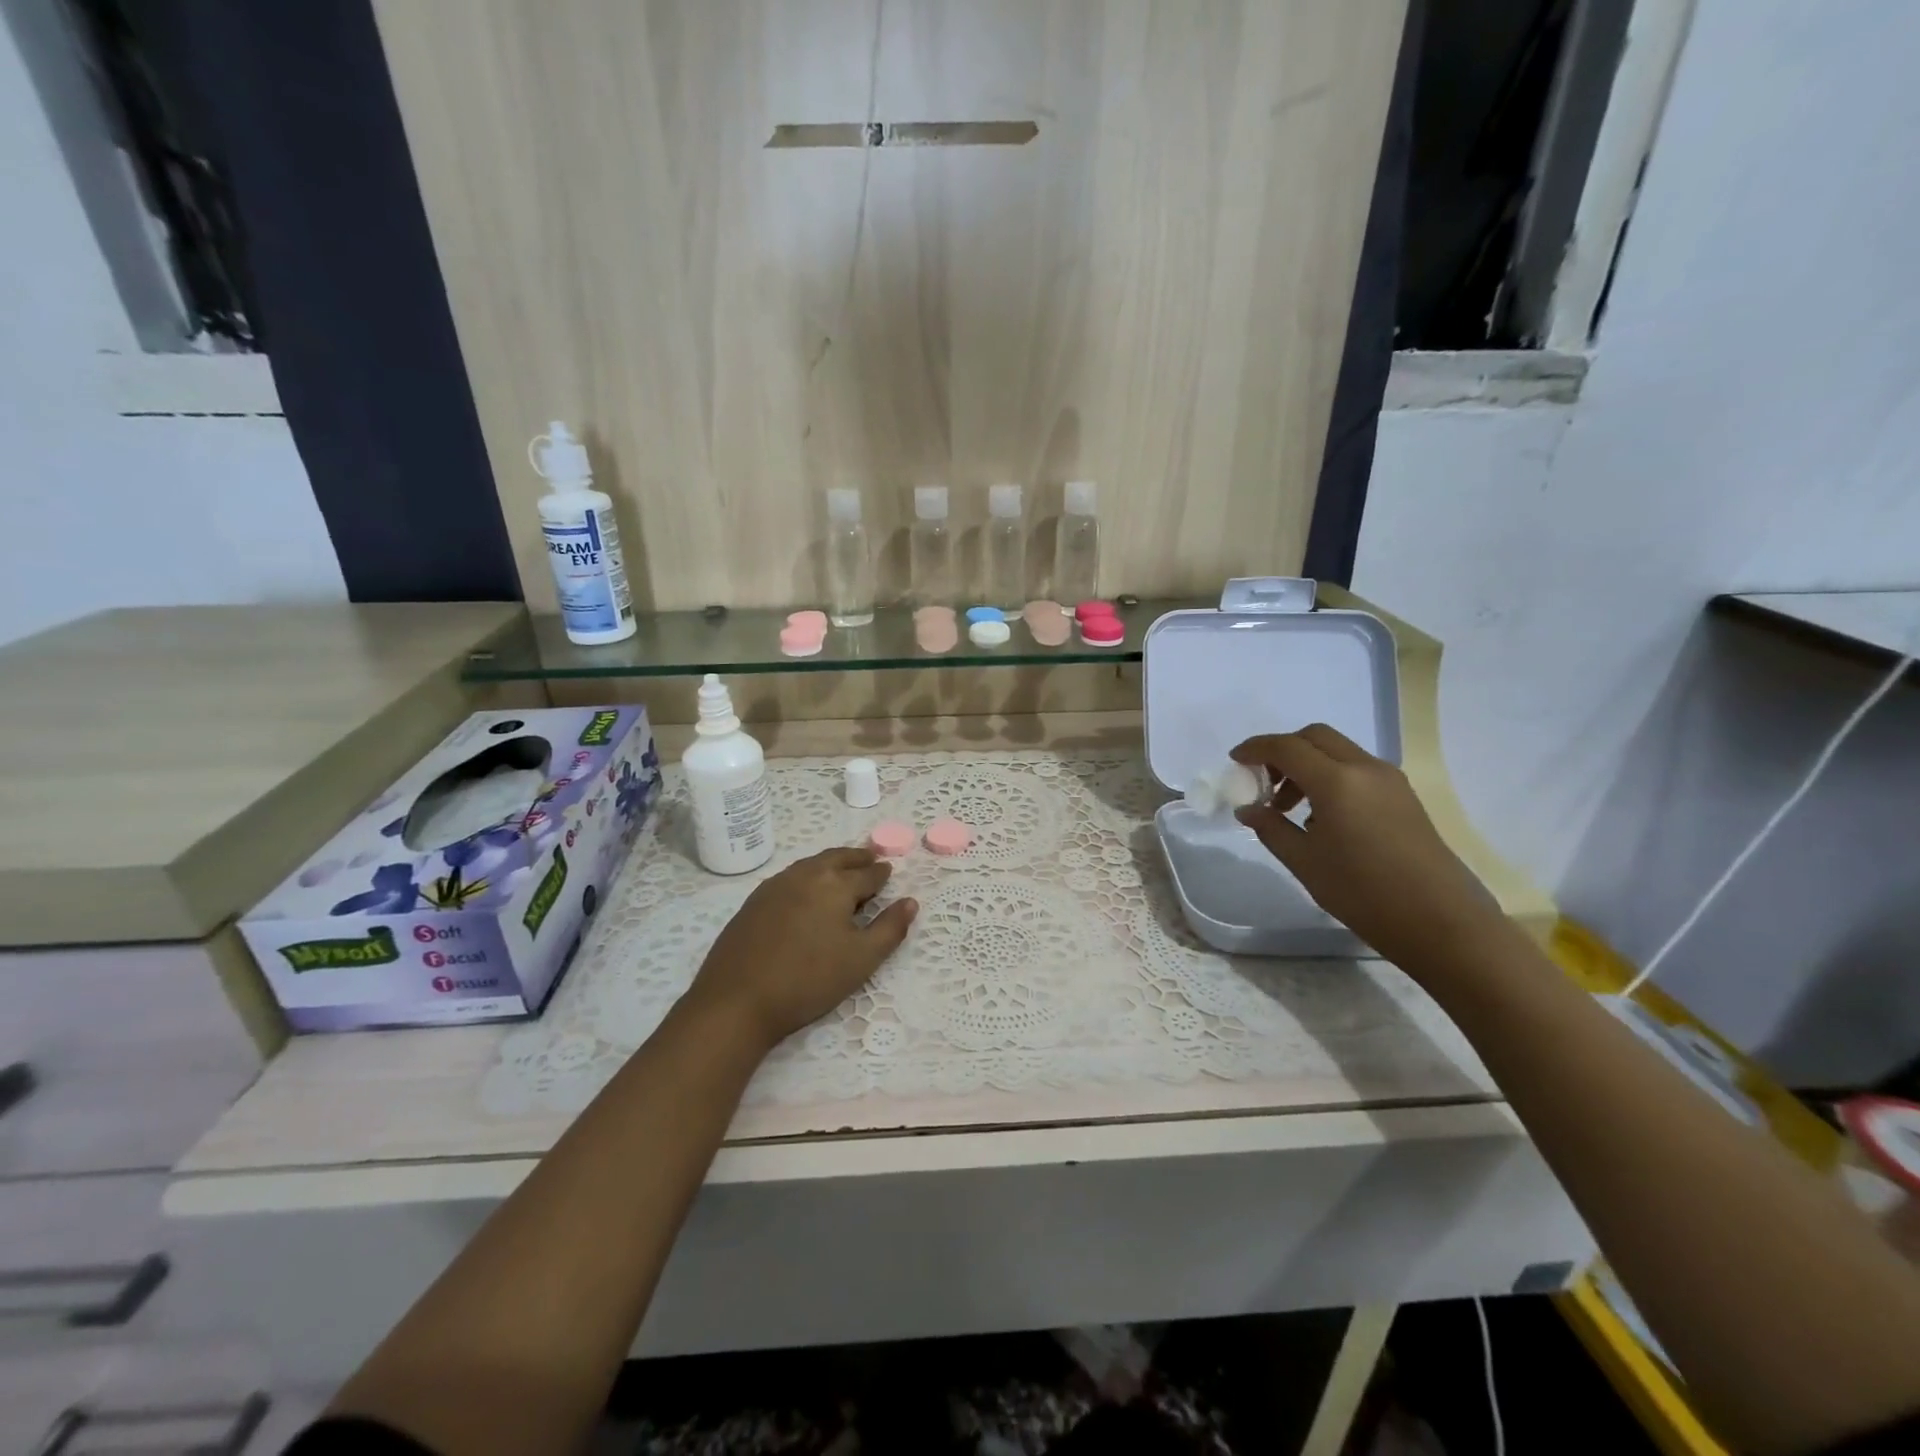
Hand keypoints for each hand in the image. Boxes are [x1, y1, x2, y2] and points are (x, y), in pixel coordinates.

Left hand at [685, 847, 916, 1051]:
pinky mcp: (754, 901)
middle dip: (857, 858)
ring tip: (842, 870)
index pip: (867, 874)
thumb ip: (890, 928)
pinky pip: (790, 877)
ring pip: (811, 864)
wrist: (737, 1000)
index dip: (881, 874)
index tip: (889, 871)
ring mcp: (776, 885)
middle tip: (870, 858)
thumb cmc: (808, 980)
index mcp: (835, 885)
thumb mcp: (861, 959)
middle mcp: (806, 875)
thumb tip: (910, 901)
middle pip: (838, 859)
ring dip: (831, 863)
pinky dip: (808, 875)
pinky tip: (806, 890)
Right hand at [1230, 725, 1503, 970]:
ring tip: (1289, 807)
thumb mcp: (1304, 862)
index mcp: (1337, 781)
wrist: (1441, 922)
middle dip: (1282, 750)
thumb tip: (1248, 809)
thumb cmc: (1363, 893)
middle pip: (1315, 737)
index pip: (1286, 747)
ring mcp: (1389, 780)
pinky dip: (1330, 776)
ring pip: (1337, 751)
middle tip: (1262, 781)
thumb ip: (1271, 828)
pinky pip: (1356, 769)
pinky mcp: (1403, 796)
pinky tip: (1321, 817)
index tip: (1234, 761)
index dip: (1255, 749)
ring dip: (1307, 764)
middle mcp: (1365, 769)